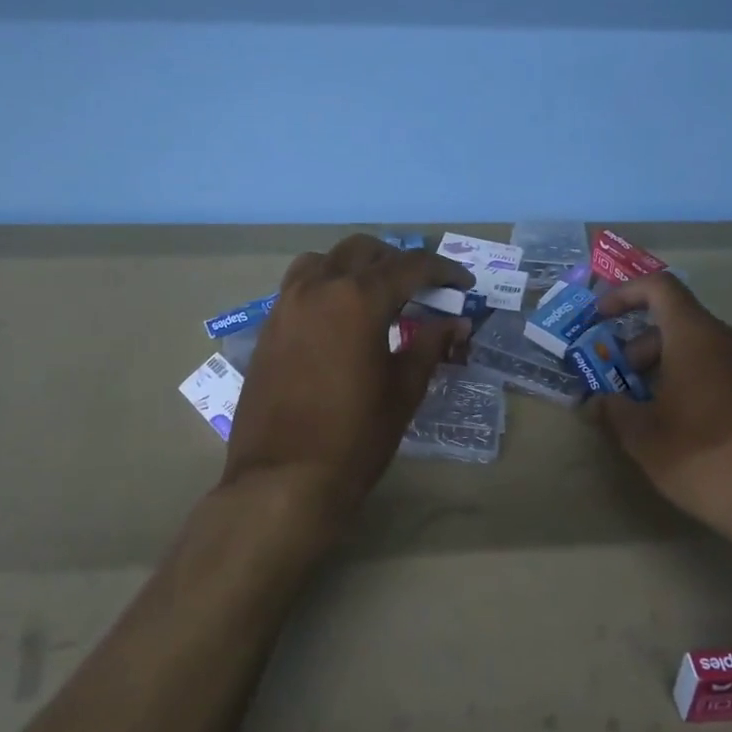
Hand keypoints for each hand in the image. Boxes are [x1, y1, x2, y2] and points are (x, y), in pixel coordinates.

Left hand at [221, 234, 472, 525]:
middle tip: (422, 289)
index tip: (463, 283)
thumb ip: (430, 346)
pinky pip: (299, 286)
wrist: (283, 480)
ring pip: (324, 260)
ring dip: (355, 266)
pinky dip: (326, 285)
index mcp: (358, 298)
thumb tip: (456, 323)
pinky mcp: (268, 328)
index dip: (443, 270)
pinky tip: (339, 319)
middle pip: (363, 251)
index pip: (410, 266)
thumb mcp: (404, 390)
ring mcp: (286, 305)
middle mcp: (319, 288)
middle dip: (398, 262)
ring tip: (375, 295)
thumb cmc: (355, 437)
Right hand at [591, 272, 731, 547]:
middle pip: (679, 323)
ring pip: (702, 349)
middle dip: (641, 349)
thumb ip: (613, 410)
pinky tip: (686, 426)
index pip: (659, 288)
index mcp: (697, 335)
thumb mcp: (644, 438)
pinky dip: (697, 382)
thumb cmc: (705, 457)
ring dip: (668, 369)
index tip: (601, 318)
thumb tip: (597, 401)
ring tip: (649, 412)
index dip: (625, 295)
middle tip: (619, 385)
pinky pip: (725, 371)